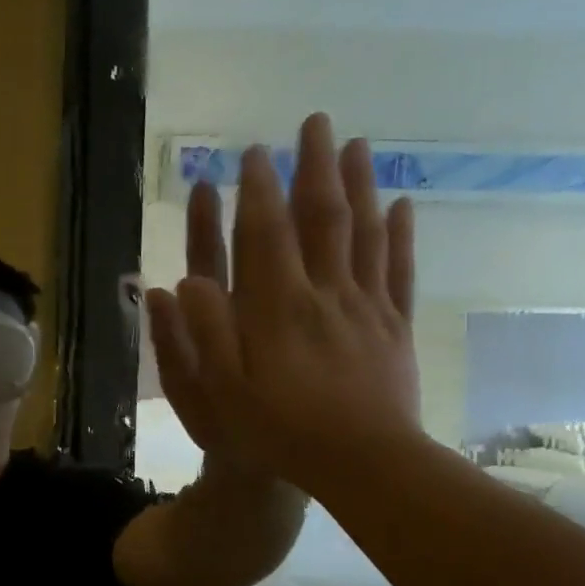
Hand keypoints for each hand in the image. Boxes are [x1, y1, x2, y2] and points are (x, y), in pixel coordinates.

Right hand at [145, 112, 421, 489]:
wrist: (360, 463)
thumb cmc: (277, 430)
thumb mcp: (219, 392)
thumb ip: (201, 334)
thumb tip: (183, 281)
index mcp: (275, 307)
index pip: (265, 234)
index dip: (258, 190)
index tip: (254, 152)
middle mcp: (323, 293)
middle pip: (322, 218)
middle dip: (314, 166)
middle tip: (314, 121)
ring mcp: (365, 307)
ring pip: (365, 232)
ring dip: (360, 184)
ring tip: (357, 144)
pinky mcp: (394, 326)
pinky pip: (400, 270)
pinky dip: (401, 233)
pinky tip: (401, 204)